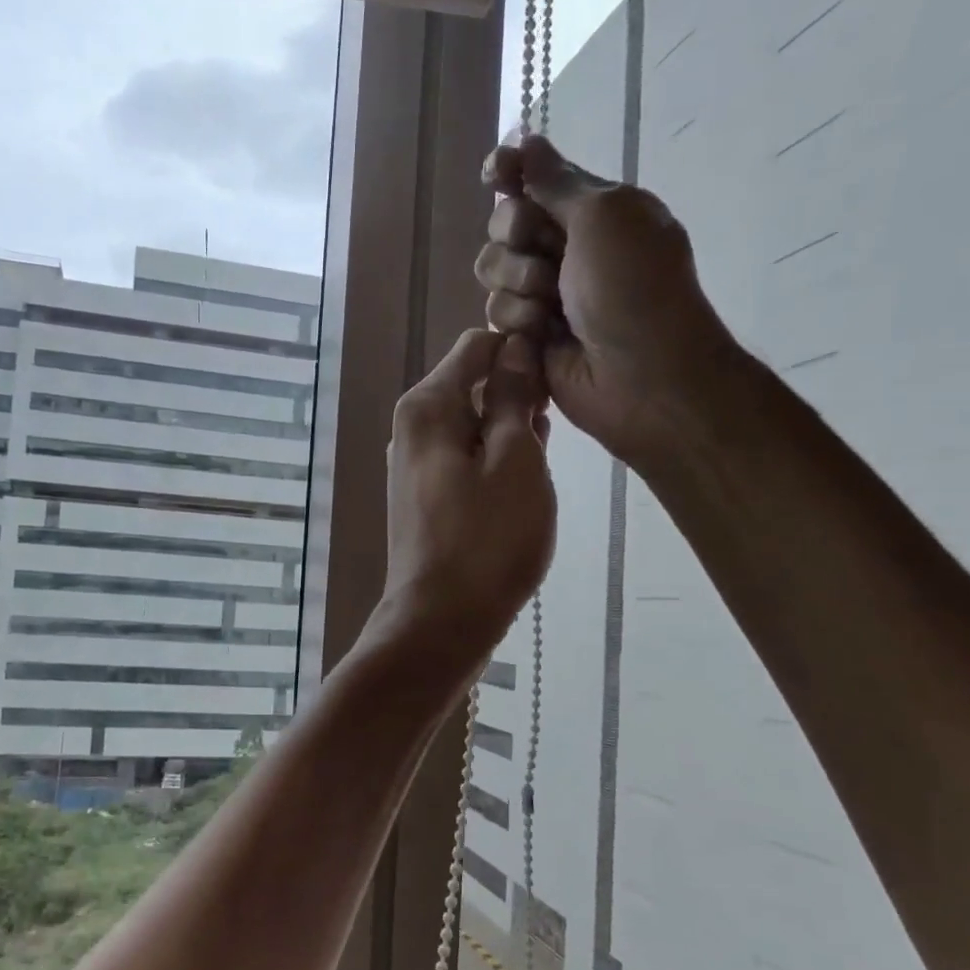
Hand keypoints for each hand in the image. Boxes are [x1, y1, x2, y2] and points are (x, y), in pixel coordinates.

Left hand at [373, 329, 555, 677]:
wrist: (440, 623)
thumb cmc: (486, 540)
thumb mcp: (515, 460)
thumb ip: (513, 398)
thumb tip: (515, 348)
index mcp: (426, 408)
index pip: (477, 346)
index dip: (520, 349)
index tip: (558, 374)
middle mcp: (411, 429)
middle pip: (473, 386)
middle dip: (517, 395)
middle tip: (556, 428)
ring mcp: (415, 467)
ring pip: (472, 427)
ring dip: (510, 433)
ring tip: (543, 463)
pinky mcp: (425, 499)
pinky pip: (465, 461)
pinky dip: (494, 463)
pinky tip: (523, 486)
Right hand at [474, 134, 743, 470]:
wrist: (640, 376)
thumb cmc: (633, 288)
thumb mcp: (603, 216)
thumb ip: (555, 180)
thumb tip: (526, 140)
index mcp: (593, 210)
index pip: (536, 178)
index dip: (510, 173)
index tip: (495, 173)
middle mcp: (566, 248)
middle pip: (504, 224)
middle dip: (516, 237)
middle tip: (547, 258)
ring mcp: (545, 294)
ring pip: (493, 272)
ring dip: (518, 285)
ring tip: (550, 308)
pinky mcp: (528, 336)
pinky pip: (496, 315)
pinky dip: (518, 323)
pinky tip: (541, 338)